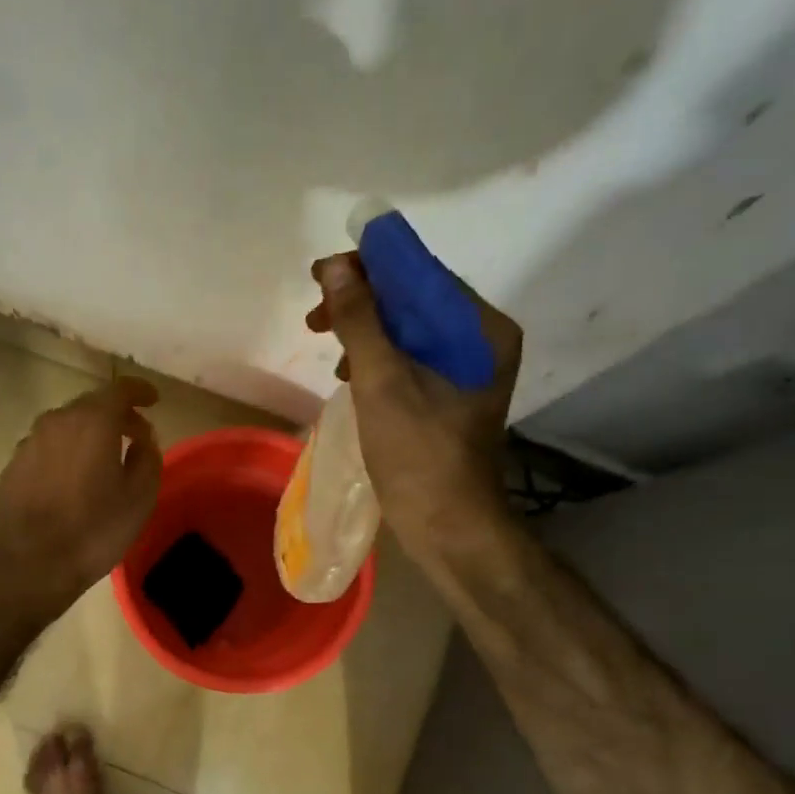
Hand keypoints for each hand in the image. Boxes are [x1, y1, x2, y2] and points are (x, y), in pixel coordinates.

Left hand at [0, 377, 161, 616]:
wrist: (28, 565)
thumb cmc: (93, 531)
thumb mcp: (139, 497)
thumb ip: (147, 457)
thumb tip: (142, 438)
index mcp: (92, 421)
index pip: (120, 389)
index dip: (140, 391)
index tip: (153, 400)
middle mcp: (56, 421)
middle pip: (91, 405)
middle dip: (116, 415)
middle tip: (135, 436)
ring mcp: (29, 442)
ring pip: (66, 426)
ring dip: (88, 435)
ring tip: (104, 459)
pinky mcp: (12, 466)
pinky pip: (47, 448)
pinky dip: (65, 453)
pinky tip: (72, 480)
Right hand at [306, 252, 523, 561]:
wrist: (448, 526)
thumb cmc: (418, 453)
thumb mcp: (382, 382)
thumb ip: (359, 320)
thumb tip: (336, 267)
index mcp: (480, 329)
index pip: (422, 274)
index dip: (370, 266)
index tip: (320, 274)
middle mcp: (480, 342)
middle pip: (414, 301)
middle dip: (361, 302)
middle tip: (314, 316)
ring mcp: (465, 373)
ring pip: (407, 332)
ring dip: (364, 331)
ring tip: (325, 343)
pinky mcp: (448, 399)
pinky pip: (409, 361)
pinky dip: (376, 359)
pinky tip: (349, 373)